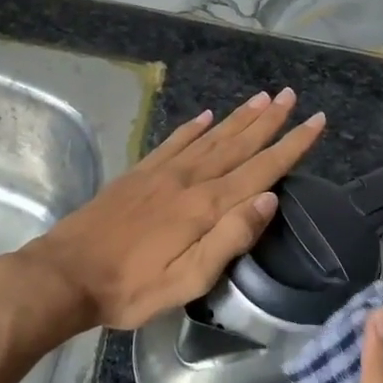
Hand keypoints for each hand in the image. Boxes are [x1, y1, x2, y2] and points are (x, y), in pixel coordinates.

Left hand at [16, 89, 324, 330]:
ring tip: (263, 97)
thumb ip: (230, 238)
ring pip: (211, 136)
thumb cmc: (131, 287)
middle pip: (238, 143)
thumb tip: (269, 198)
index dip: (291, 145)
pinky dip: (194, 126)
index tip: (316, 121)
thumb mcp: (187, 280)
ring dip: (239, 117)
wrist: (66, 273)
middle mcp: (189, 179)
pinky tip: (206, 115)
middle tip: (292, 95)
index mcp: (206, 206)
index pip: (261, 169)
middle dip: (270, 120)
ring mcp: (162, 172)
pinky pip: (175, 141)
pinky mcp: (140, 173)